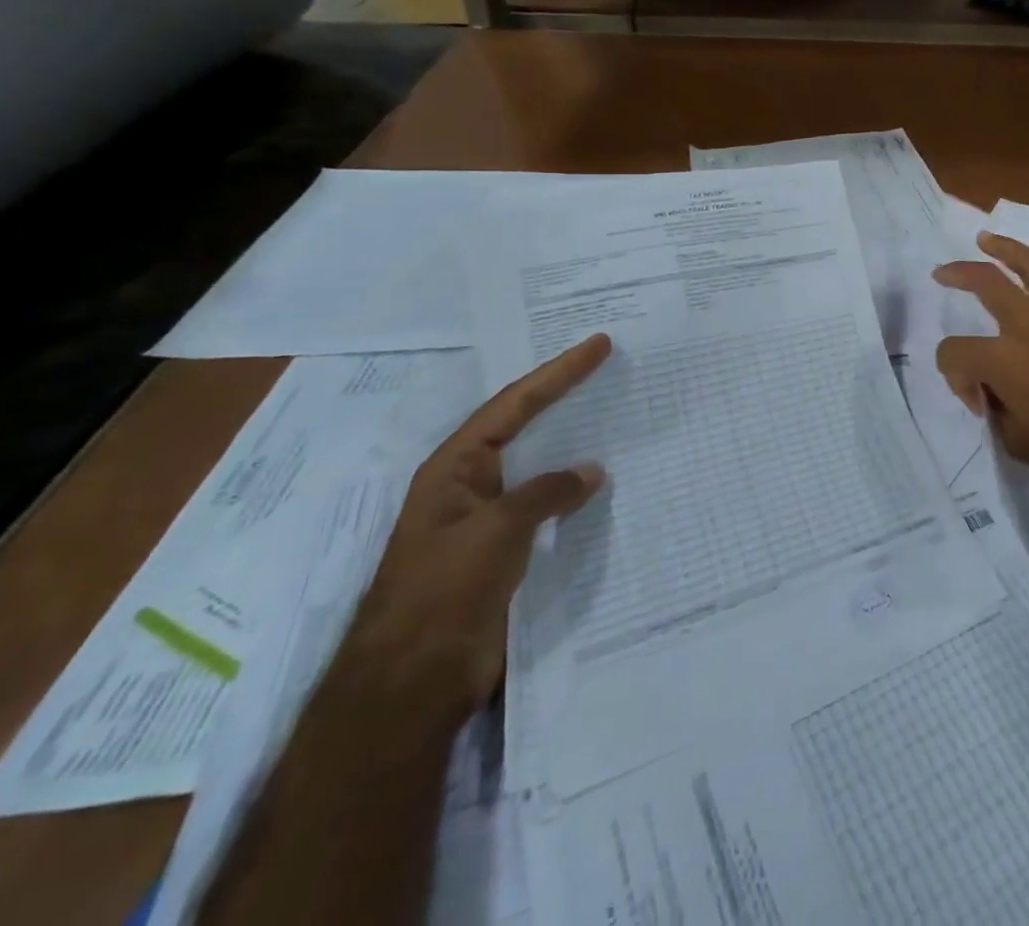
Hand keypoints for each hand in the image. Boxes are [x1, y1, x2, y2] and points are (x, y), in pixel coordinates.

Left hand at [333, 333, 611, 726]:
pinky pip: (548, 504)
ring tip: (616, 416)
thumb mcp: (496, 530)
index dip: (558, 372)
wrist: (413, 683)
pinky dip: (575, 488)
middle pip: (524, 425)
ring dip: (573, 441)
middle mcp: (470, 485)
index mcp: (454, 468)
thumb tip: (592, 472)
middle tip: (607, 367)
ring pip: (539, 465)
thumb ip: (546, 492)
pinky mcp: (505, 551)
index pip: (514, 404)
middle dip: (563, 396)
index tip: (599, 345)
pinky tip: (604, 485)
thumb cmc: (444, 592)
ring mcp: (487, 519)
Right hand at [933, 233, 1028, 497]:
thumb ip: (994, 408)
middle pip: (988, 283)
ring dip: (1009, 250)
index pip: (956, 352)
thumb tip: (992, 389)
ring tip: (988, 239)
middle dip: (960, 273)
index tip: (979, 403)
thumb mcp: (1015, 442)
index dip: (955, 378)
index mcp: (1006, 359)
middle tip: (943, 273)